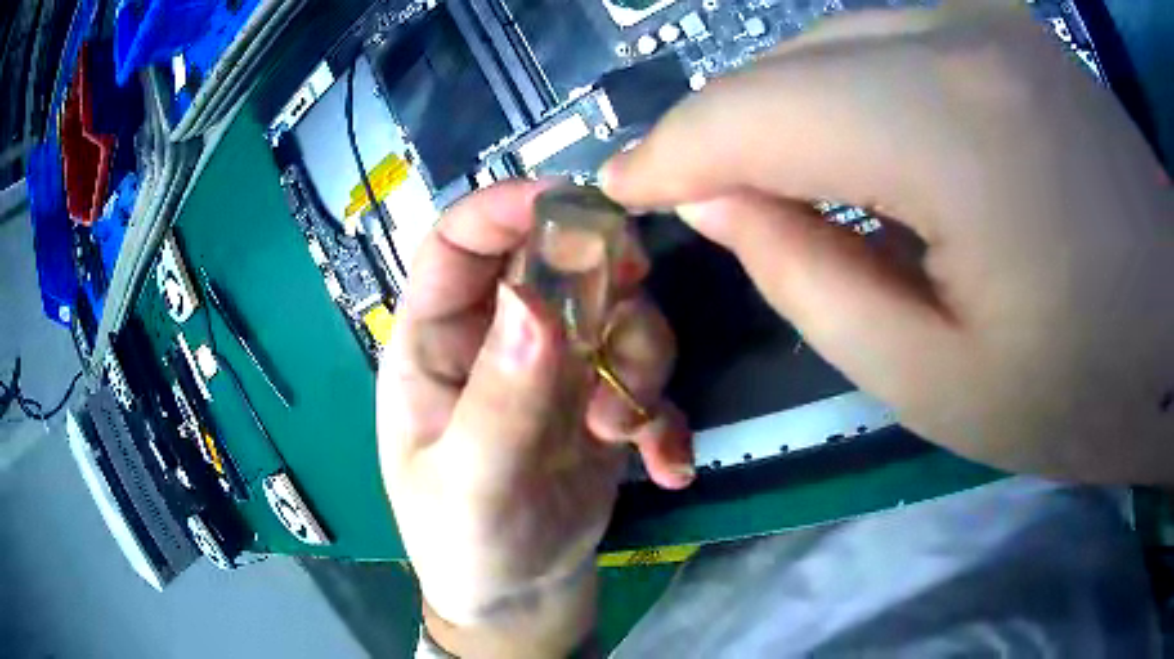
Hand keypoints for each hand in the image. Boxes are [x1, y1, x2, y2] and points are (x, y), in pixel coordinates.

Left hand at [377, 181, 691, 656]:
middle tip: (630, 306)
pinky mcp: (601, 402)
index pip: (457, 241)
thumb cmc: (466, 543)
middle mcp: (496, 339)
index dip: (506, 206)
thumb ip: (499, 398)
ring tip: (623, 431)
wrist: (519, 597)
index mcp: (434, 341)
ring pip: (615, 313)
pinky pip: (647, 380)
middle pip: (554, 260)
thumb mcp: (470, 483)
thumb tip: (533, 302)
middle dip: (601, 278)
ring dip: (638, 363)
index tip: (575, 203)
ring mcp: (554, 369)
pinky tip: (666, 467)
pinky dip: (664, 417)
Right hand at [602, 3, 1173, 483]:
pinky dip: (845, 88)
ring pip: (830, 42)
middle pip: (784, 62)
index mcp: (945, 124)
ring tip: (769, 180)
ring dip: (784, 108)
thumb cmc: (1086, 387)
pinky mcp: (1007, 29)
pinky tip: (855, 145)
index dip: (669, 152)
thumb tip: (722, 202)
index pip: (748, 112)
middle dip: (720, 129)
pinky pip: (887, 41)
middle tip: (688, 193)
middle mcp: (955, 32)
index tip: (620, 187)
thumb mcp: (936, 380)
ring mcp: (986, 17)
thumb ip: (809, 278)